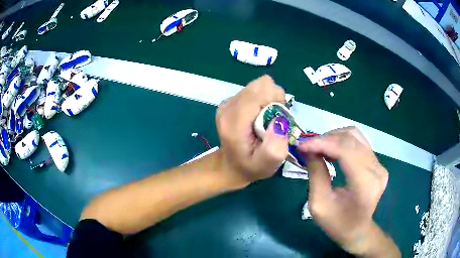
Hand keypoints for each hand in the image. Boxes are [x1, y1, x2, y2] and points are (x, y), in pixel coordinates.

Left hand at [216, 75, 288, 182]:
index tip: (279, 118)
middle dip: (274, 98)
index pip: (260, 90)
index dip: (276, 99)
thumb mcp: (266, 165)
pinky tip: (259, 117)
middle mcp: (228, 107)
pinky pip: (253, 91)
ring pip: (258, 86)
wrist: (231, 166)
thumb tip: (279, 121)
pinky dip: (262, 100)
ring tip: (266, 120)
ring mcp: (227, 102)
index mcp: (234, 121)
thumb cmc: (251, 167)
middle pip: (260, 84)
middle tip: (273, 120)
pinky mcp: (230, 101)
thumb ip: (275, 147)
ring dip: (268, 99)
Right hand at [298, 127, 398, 256]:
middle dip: (326, 139)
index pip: (346, 151)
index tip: (302, 144)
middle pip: (351, 140)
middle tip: (307, 146)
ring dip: (334, 137)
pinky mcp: (378, 163)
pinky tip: (331, 150)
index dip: (323, 143)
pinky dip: (342, 141)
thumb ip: (316, 174)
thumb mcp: (319, 205)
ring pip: (355, 136)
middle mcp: (376, 170)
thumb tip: (308, 150)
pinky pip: (359, 142)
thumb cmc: (337, 223)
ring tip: (318, 148)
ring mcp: (379, 165)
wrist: (357, 230)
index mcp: (365, 184)